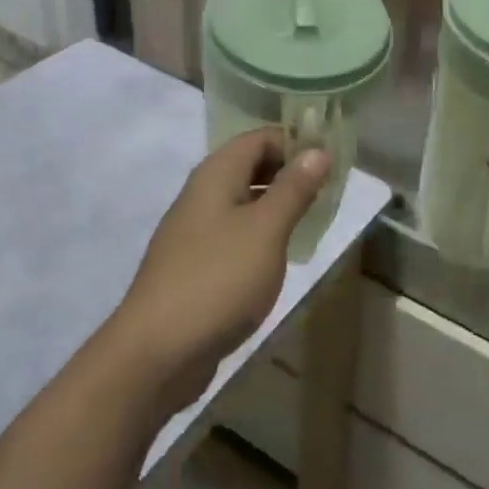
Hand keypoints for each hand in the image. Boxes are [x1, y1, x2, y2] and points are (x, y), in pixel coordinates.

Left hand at [109, 129, 330, 418]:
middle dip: (289, 173)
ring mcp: (195, 231)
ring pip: (243, 201)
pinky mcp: (195, 264)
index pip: (259, 137)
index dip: (296, 142)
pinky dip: (260, 235)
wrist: (156, 352)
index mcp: (216, 174)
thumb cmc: (218, 279)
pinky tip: (280, 257)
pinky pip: (234, 233)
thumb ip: (293, 188)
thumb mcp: (266, 230)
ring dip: (277, 205)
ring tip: (313, 221)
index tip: (331, 161)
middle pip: (250, 166)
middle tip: (329, 192)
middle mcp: (202, 194)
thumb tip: (318, 149)